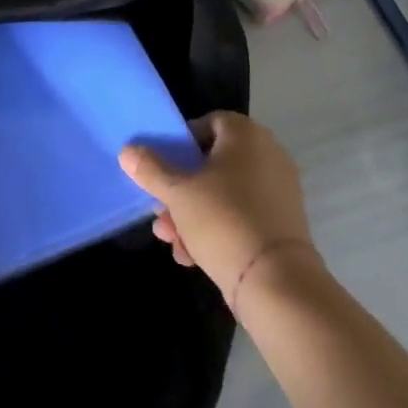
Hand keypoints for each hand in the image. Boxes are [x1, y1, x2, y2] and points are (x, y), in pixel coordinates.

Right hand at [119, 112, 321, 307]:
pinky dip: (216, 230)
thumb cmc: (223, 220)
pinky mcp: (280, 225)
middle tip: (160, 211)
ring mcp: (277, 192)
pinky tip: (191, 256)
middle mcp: (267, 156)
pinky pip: (240, 216)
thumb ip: (150, 168)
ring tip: (171, 240)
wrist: (277, 283)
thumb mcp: (176, 192)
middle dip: (180, 189)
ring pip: (223, 194)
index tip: (162, 167)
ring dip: (192, 214)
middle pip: (211, 164)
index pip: (207, 123)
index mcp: (246, 136)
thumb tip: (127, 151)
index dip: (181, 143)